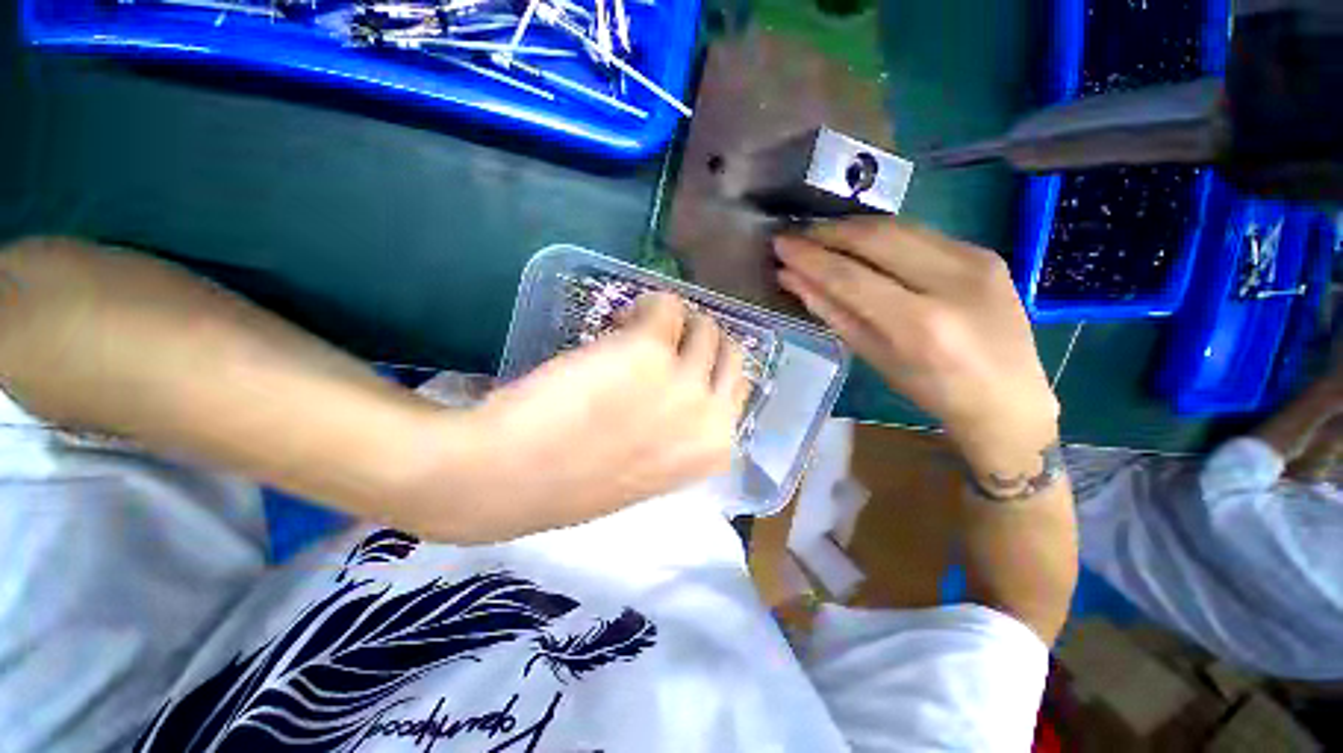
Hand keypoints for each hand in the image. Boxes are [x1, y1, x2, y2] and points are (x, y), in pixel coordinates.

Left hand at [410, 292, 750, 541]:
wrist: (511, 478)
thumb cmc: (575, 481)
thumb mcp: (651, 467)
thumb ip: (680, 429)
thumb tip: (686, 384)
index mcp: (713, 448)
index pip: (736, 389)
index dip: (708, 369)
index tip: (684, 361)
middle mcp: (710, 414)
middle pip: (728, 352)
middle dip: (699, 341)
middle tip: (664, 339)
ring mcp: (683, 380)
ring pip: (702, 324)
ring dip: (674, 321)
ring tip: (635, 328)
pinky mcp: (648, 349)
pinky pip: (664, 306)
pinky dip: (646, 306)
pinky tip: (614, 322)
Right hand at [774, 219, 1058, 481]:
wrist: (1010, 398)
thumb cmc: (932, 391)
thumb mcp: (874, 357)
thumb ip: (832, 312)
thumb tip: (793, 280)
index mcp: (920, 324)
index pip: (850, 276)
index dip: (809, 258)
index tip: (781, 245)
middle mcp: (952, 281)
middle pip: (876, 238)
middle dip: (828, 232)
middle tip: (797, 235)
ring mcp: (975, 260)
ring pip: (899, 226)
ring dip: (852, 227)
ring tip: (821, 235)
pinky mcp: (985, 252)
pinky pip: (920, 233)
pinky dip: (882, 234)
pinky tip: (861, 242)